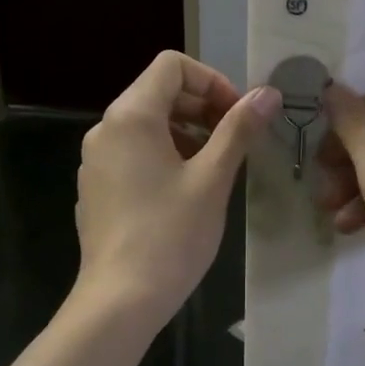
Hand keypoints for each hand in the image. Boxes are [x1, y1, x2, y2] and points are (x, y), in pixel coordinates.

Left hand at [75, 51, 279, 320]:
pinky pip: (132, 153)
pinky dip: (163, 156)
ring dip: (186, 133)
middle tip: (235, 141)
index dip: (212, 81)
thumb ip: (239, 129)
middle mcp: (105, 129)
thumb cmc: (171, 234)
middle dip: (202, 107)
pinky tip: (184, 193)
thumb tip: (268, 93)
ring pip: (145, 125)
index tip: (238, 116)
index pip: (172, 66)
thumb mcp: (213, 178)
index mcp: (131, 116)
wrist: (120, 299)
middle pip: (157, 92)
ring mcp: (95, 161)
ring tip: (215, 168)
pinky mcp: (96, 189)